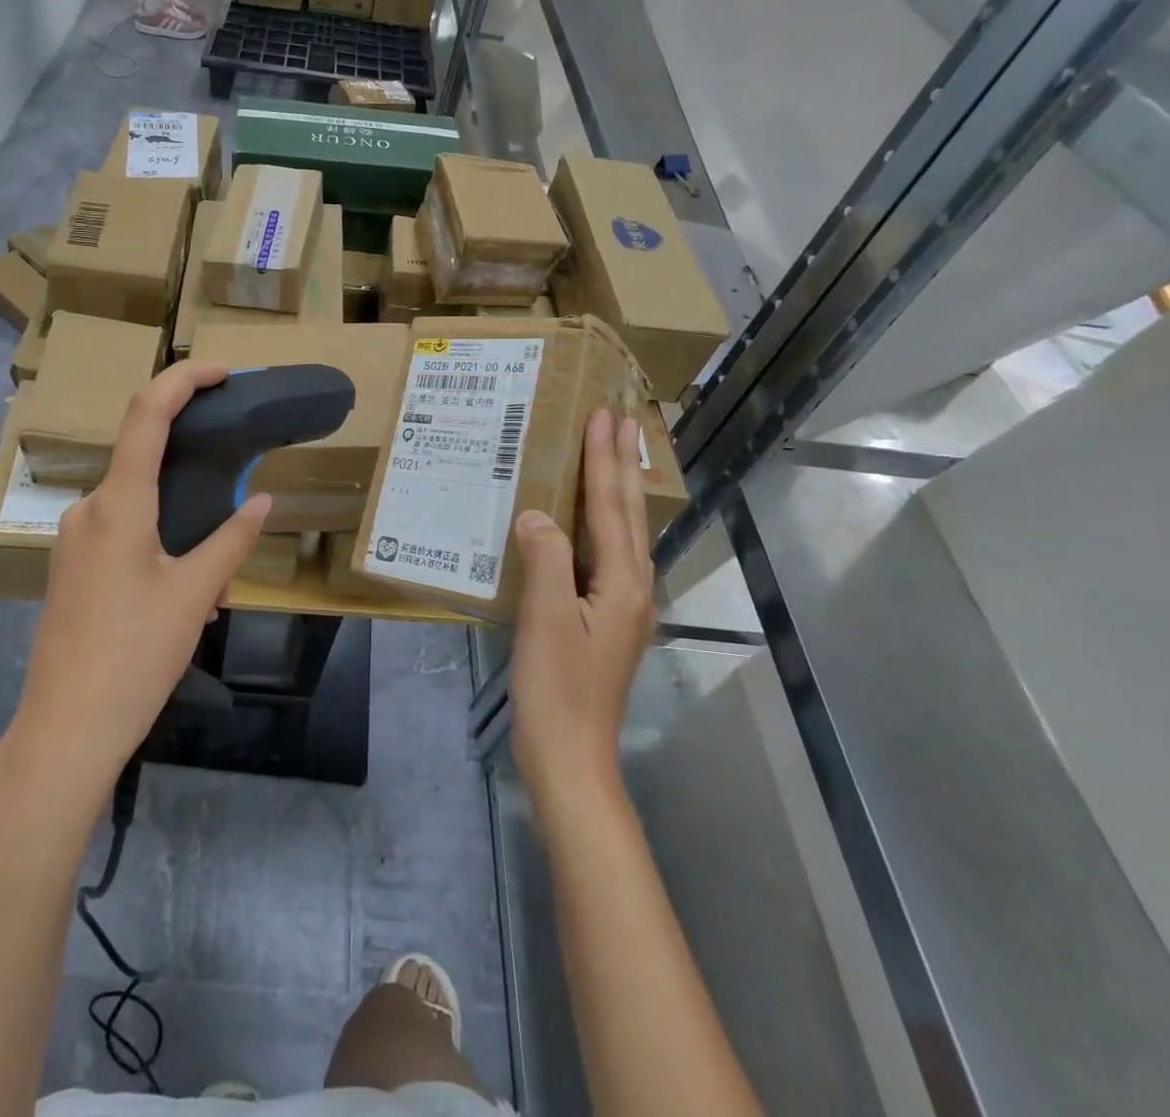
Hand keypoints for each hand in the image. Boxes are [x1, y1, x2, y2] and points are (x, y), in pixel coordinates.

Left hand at [6, 360, 270, 792]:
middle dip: (195, 479)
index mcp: (118, 505)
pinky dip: (158, 546)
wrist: (65, 731)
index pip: (147, 414)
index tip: (222, 372)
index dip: (183, 380)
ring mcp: (72, 540)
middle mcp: (87, 510)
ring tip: (213, 586)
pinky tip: (183, 598)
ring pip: (137, 507)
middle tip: (236, 512)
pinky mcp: (69, 569)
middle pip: (145, 463)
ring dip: (180, 525)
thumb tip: (264, 502)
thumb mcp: (195, 595)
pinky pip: (120, 535)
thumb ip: (232, 540)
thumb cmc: (135, 656)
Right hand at [509, 409, 655, 805]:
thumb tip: (536, 515)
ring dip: (615, 488)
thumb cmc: (556, 687)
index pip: (611, 506)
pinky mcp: (605, 619)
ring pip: (622, 532)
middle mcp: (633, 587)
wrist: (569, 755)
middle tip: (619, 419)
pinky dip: (598, 522)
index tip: (606, 414)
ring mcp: (622, 605)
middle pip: (627, 512)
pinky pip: (605, 553)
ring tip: (609, 454)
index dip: (605, 458)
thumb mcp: (546, 618)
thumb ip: (546, 558)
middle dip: (621, 463)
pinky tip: (584, 521)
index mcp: (623, 582)